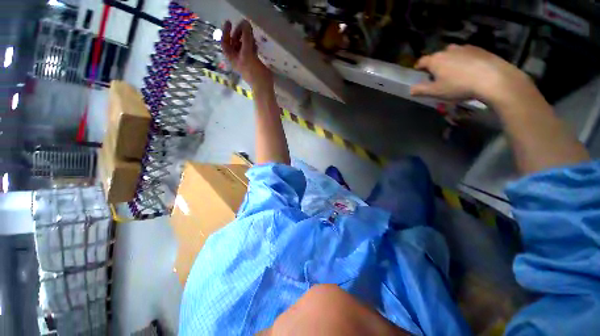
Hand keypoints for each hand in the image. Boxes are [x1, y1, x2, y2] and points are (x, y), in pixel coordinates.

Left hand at [222, 20, 272, 88]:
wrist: (263, 86)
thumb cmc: (254, 72)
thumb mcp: (248, 54)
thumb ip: (246, 38)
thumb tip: (245, 23)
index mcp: (232, 57)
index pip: (225, 42)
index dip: (225, 31)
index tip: (230, 22)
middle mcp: (237, 58)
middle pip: (234, 43)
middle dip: (237, 33)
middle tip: (244, 26)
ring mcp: (245, 60)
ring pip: (242, 46)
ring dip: (245, 38)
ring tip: (251, 32)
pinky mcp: (253, 63)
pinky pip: (250, 50)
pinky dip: (251, 44)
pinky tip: (255, 42)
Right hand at [410, 45, 530, 105]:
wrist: (492, 78)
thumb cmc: (458, 86)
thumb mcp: (435, 92)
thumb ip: (421, 90)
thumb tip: (410, 89)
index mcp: (435, 60)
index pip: (422, 61)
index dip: (418, 67)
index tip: (418, 72)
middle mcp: (448, 50)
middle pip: (437, 57)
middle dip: (435, 65)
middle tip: (438, 76)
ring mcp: (464, 48)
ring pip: (452, 54)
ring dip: (450, 61)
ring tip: (455, 73)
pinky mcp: (479, 49)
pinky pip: (466, 54)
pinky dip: (464, 60)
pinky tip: (469, 70)